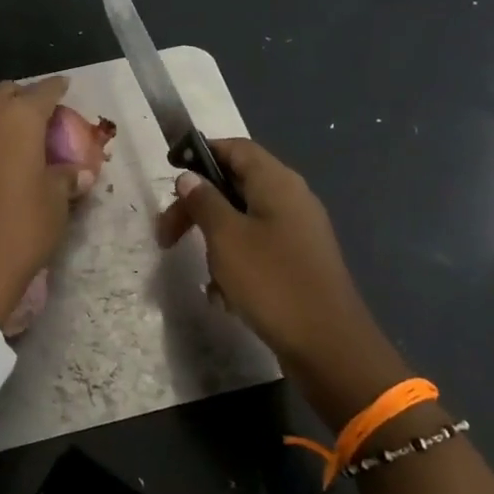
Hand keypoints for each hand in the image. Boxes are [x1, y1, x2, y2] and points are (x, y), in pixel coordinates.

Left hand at [0, 78, 87, 327]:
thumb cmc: (20, 231)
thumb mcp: (55, 205)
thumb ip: (66, 179)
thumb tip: (79, 173)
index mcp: (17, 121)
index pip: (42, 92)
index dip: (56, 88)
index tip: (65, 88)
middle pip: (4, 94)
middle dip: (23, 99)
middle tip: (40, 116)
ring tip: (14, 139)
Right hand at [156, 138, 409, 419]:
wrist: (327, 344)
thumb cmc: (272, 281)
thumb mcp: (226, 238)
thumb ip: (204, 202)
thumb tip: (189, 177)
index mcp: (277, 183)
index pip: (235, 148)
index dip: (200, 153)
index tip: (169, 171)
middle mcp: (291, 199)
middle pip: (235, 185)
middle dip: (198, 208)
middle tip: (166, 234)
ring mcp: (298, 231)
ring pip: (242, 221)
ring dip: (215, 242)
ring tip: (205, 274)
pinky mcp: (298, 261)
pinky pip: (256, 249)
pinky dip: (235, 264)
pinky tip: (224, 295)